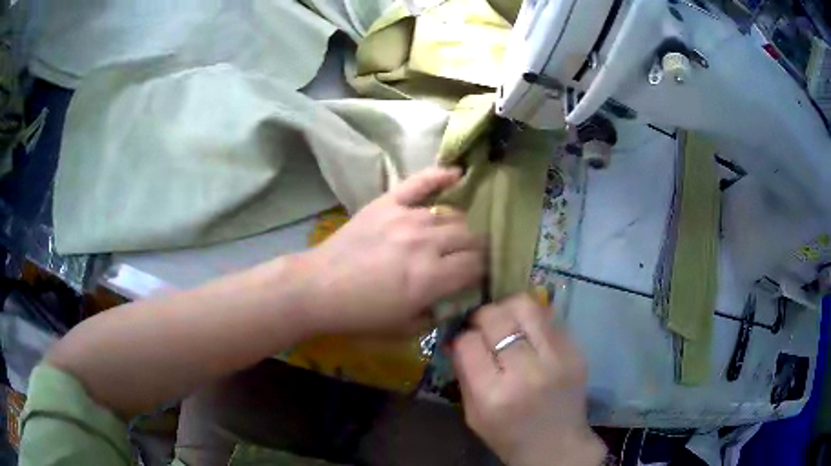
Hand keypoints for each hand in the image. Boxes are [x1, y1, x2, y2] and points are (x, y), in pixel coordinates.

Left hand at [300, 167, 485, 334]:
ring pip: (452, 214)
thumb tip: (457, 299)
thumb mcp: (404, 330)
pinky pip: (420, 182)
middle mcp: (426, 242)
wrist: (317, 288)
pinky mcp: (388, 203)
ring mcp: (407, 217)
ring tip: (457, 233)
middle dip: (477, 248)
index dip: (483, 270)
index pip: (476, 265)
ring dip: (460, 225)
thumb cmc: (359, 315)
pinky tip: (457, 173)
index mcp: (431, 277)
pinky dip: (440, 176)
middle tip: (471, 255)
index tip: (480, 274)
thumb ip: (438, 314)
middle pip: (470, 236)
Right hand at [452, 294, 605, 465]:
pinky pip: (549, 317)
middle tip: (482, 324)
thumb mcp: (473, 414)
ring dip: (508, 308)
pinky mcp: (577, 351)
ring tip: (506, 320)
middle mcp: (527, 372)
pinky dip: (533, 319)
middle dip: (482, 316)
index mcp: (494, 395)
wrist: (558, 446)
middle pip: (496, 318)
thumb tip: (457, 337)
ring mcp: (557, 358)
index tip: (464, 340)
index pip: (468, 343)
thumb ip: (464, 373)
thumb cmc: (509, 436)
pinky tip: (529, 333)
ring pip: (526, 307)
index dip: (462, 336)